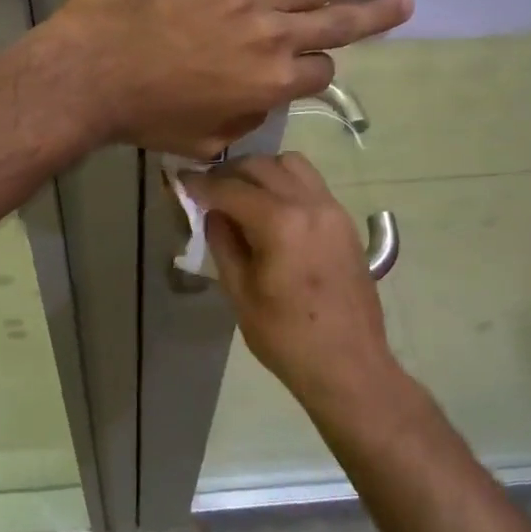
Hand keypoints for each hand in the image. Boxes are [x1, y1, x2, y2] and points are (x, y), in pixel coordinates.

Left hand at [46, 0, 411, 156]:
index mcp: (271, 84)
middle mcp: (273, 37)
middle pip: (337, 22)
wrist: (91, 74)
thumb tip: (261, 102)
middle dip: (375, 12)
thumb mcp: (202, 140)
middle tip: (406, 0)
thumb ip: (243, 121)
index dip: (324, 67)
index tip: (321, 60)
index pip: (319, 72)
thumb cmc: (142, 116)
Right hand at [183, 152, 401, 401]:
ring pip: (291, 165)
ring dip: (261, 171)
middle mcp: (310, 204)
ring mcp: (333, 210)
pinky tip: (271, 209)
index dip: (201, 183)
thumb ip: (223, 243)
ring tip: (242, 193)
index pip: (231, 188)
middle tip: (207, 189)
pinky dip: (286, 183)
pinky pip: (311, 183)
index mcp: (281, 223)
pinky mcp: (345, 222)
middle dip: (229, 173)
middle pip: (262, 167)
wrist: (349, 366)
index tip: (181, 180)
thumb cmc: (287, 338)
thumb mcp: (240, 293)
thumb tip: (212, 213)